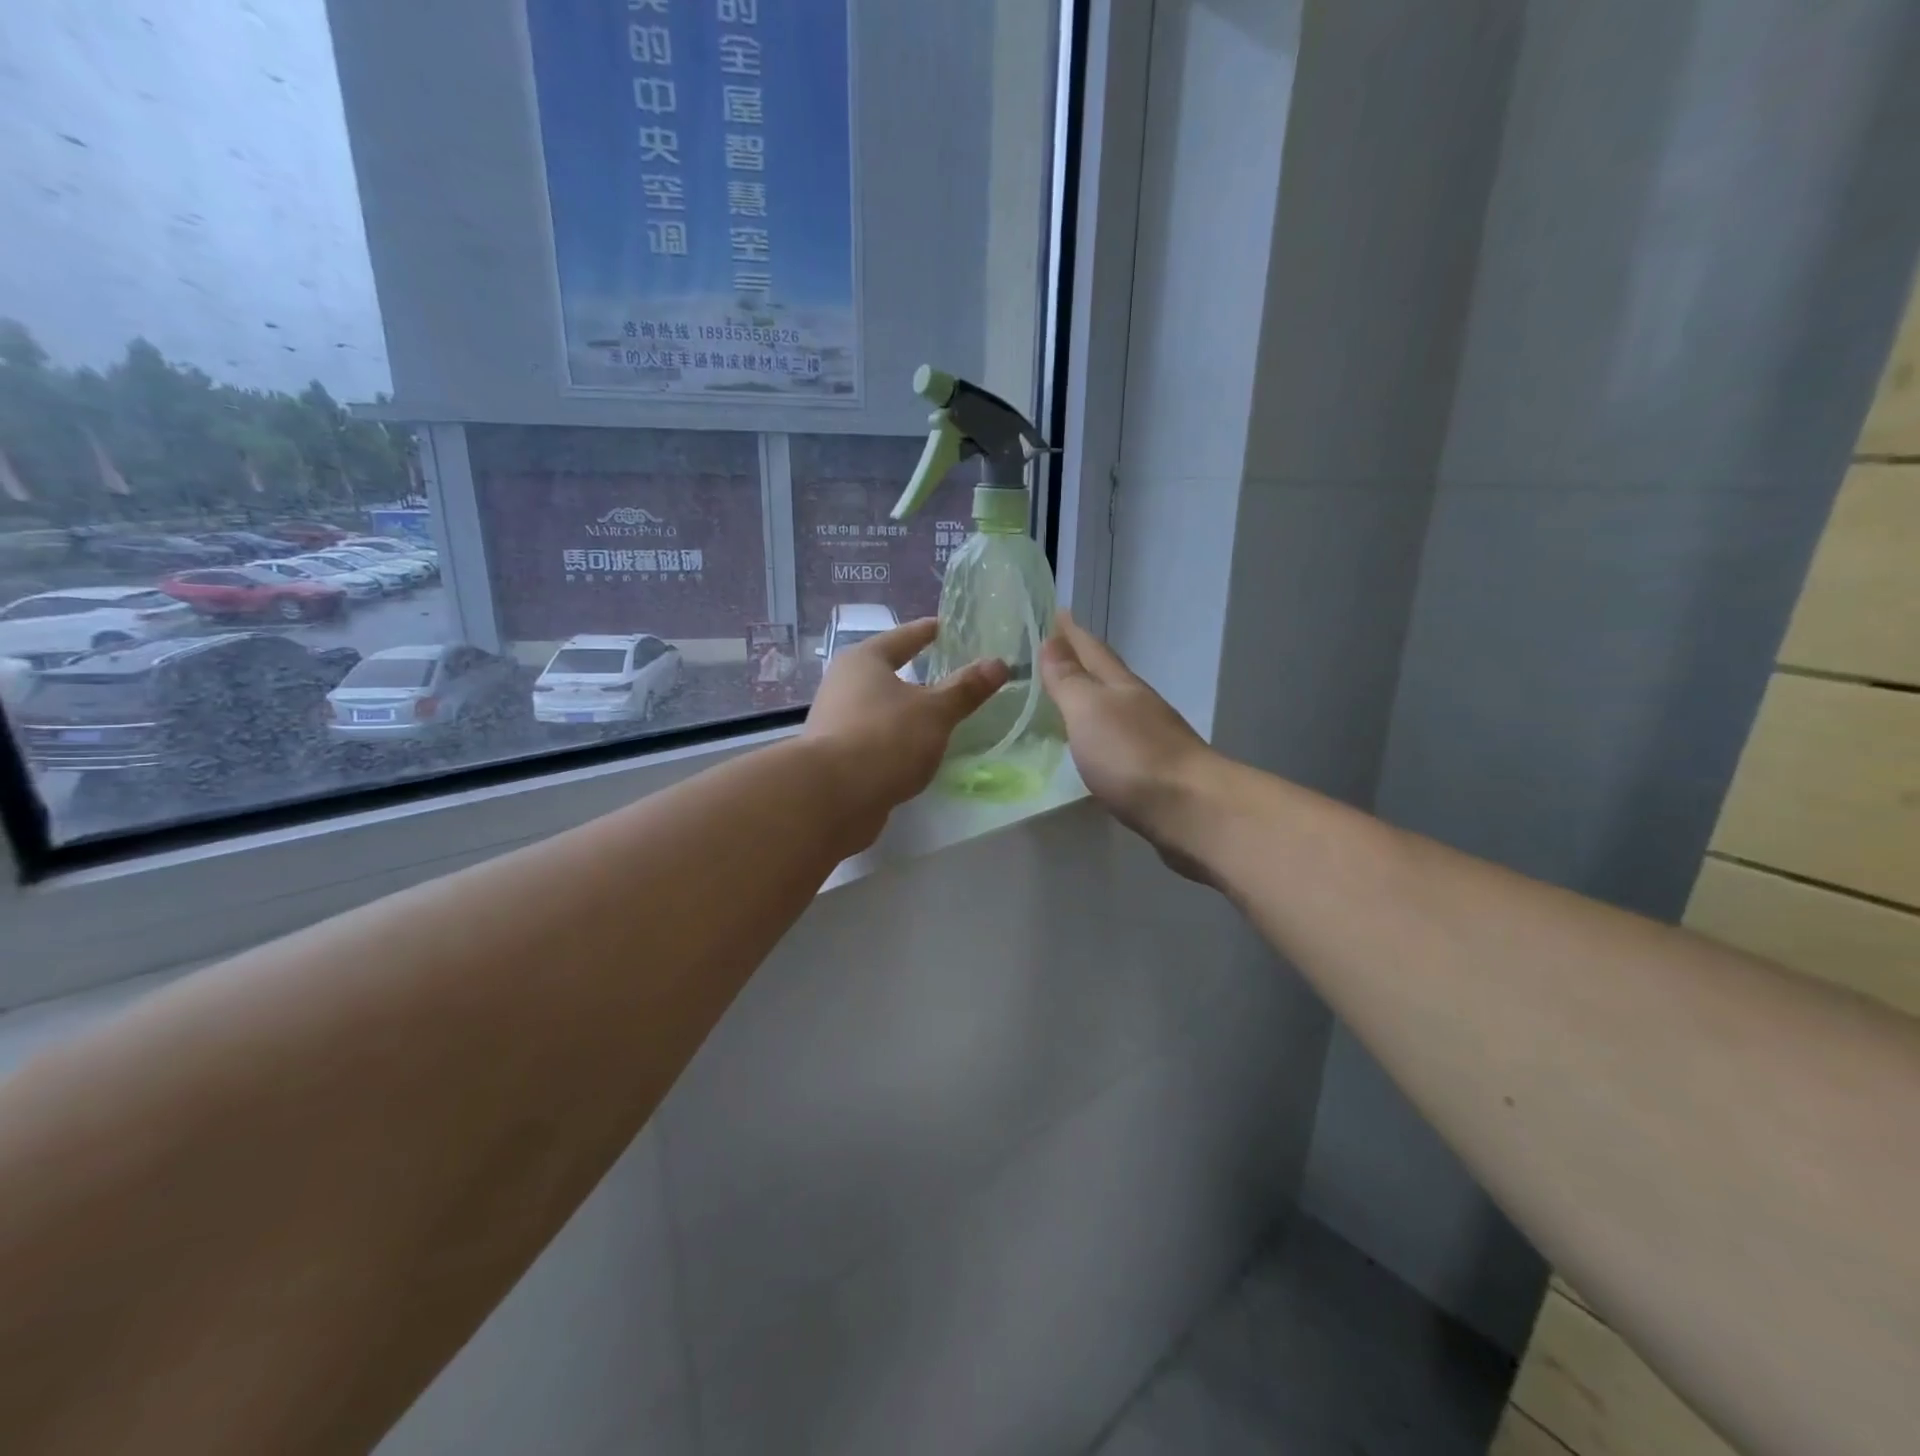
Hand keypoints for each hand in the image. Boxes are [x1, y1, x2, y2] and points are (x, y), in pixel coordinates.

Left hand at [804, 617, 1008, 844]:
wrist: (832, 797)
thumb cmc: (886, 738)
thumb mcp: (935, 712)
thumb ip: (965, 689)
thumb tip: (998, 664)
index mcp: (864, 660)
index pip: (903, 637)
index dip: (927, 632)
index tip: (946, 627)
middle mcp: (843, 684)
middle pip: (886, 672)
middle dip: (916, 675)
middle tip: (949, 674)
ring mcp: (835, 722)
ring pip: (879, 708)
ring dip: (905, 711)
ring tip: (938, 717)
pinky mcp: (836, 757)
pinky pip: (875, 739)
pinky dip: (896, 740)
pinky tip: (915, 753)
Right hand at [1039, 612, 1220, 879]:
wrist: (1193, 811)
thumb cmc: (1133, 755)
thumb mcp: (1089, 710)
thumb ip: (1068, 680)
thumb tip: (1052, 641)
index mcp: (1121, 686)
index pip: (1092, 650)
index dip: (1073, 633)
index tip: (1057, 612)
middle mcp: (1139, 706)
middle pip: (1106, 676)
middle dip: (1082, 662)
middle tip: (1056, 653)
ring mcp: (1152, 740)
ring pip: (1115, 709)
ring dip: (1092, 699)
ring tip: (1069, 698)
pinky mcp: (1155, 773)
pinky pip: (1119, 742)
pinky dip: (1101, 735)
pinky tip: (1093, 746)